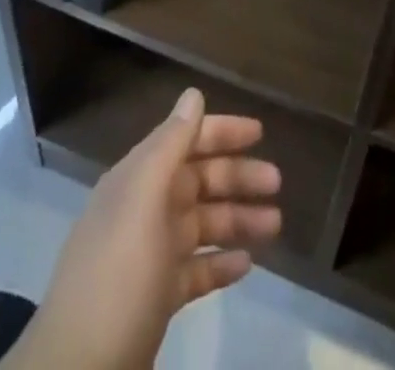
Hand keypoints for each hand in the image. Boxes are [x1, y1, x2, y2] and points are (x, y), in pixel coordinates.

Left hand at [0, 89, 280, 369]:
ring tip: (275, 226)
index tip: (259, 133)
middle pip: (199, 181)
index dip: (221, 132)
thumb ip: (170, 144)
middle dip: (238, 178)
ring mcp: (149, 258)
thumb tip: (193, 94)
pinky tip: (247, 265)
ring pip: (204, 224)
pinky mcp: (156, 300)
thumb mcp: (142, 200)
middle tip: (278, 182)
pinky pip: (197, 269)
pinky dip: (222, 262)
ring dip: (239, 219)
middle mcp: (144, 211)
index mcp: (137, 182)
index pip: (184, 140)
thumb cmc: (116, 276)